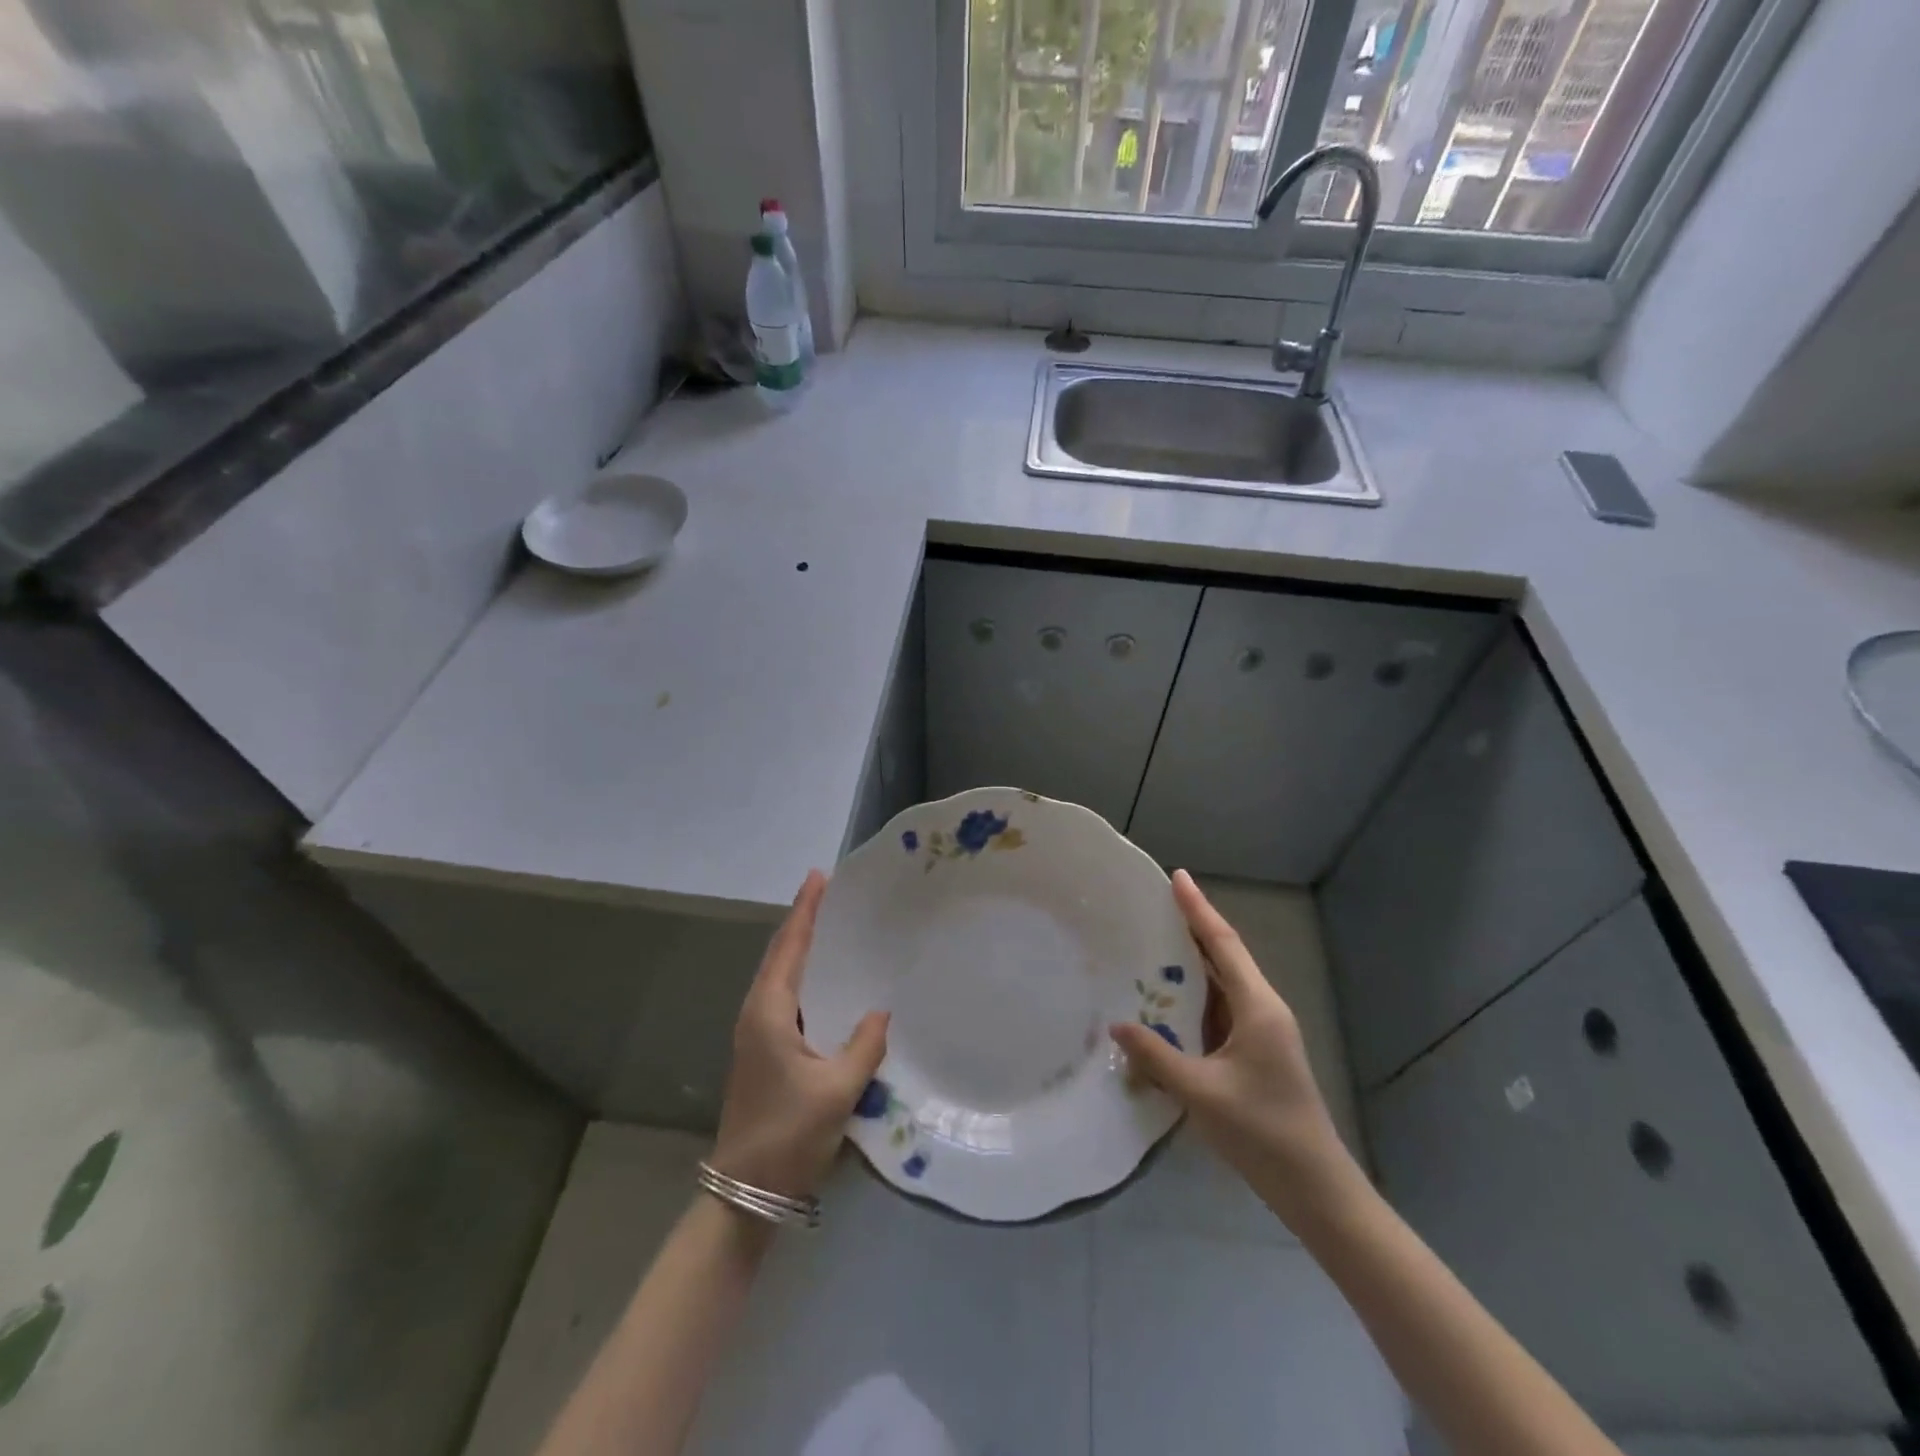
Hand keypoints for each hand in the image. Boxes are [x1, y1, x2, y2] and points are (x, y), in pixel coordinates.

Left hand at [709, 870, 889, 1201]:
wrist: (747, 1190)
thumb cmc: (789, 1133)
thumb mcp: (837, 1090)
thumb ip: (863, 1046)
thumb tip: (880, 1012)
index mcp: (769, 1012)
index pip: (790, 947)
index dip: (806, 910)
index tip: (820, 876)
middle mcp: (757, 1013)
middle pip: (781, 955)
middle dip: (804, 921)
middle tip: (832, 893)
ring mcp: (756, 1034)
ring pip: (781, 976)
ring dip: (802, 948)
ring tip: (832, 927)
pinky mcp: (763, 1051)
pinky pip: (786, 998)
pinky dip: (804, 976)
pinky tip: (828, 984)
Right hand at [1111, 870, 1360, 1229]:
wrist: (1315, 1186)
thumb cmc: (1262, 1132)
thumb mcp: (1201, 1092)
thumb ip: (1156, 1056)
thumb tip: (1117, 1024)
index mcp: (1258, 1007)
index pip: (1223, 944)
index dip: (1198, 909)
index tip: (1177, 876)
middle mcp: (1263, 1009)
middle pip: (1224, 956)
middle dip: (1192, 927)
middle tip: (1153, 905)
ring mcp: (1262, 1031)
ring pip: (1223, 983)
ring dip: (1192, 963)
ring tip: (1153, 943)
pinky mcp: (1256, 1052)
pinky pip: (1221, 1009)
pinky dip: (1195, 996)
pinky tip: (1169, 1001)